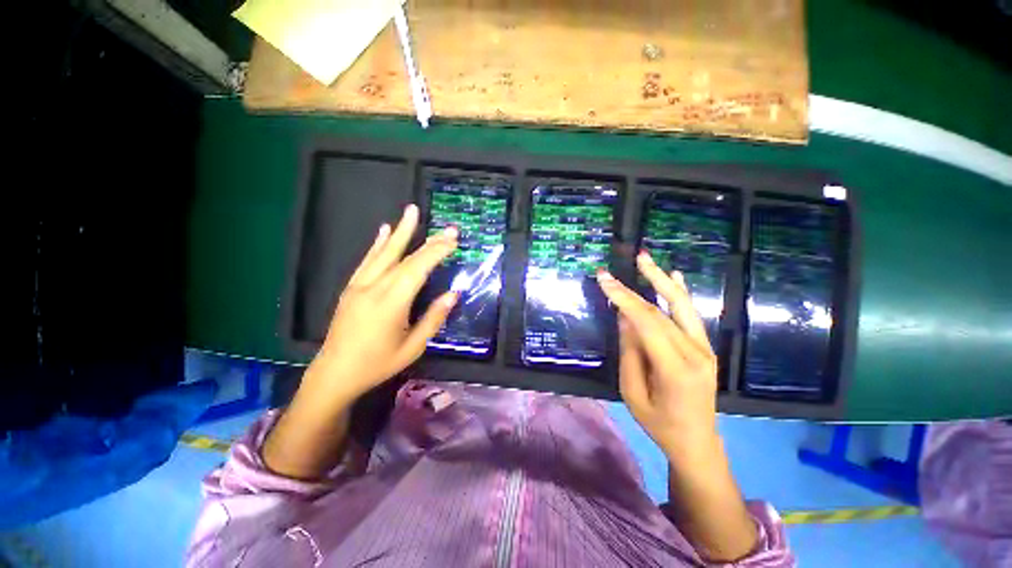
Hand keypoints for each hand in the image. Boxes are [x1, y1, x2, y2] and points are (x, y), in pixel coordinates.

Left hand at [311, 204, 458, 404]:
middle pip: (404, 258)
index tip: (453, 239)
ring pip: (384, 253)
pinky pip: (367, 260)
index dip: (436, 252)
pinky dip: (378, 244)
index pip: (417, 270)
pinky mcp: (351, 287)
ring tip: (411, 211)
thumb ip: (433, 319)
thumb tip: (453, 294)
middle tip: (447, 227)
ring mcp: (359, 285)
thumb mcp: (413, 347)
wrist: (334, 373)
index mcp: (391, 304)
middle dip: (428, 241)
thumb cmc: (377, 364)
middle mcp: (374, 288)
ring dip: (400, 231)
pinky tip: (384, 230)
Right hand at [599, 254, 757, 561]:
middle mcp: (695, 353)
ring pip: (680, 306)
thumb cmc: (659, 424)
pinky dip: (680, 293)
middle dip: (634, 288)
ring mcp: (705, 348)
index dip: (623, 298)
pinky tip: (675, 276)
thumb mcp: (633, 392)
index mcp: (676, 369)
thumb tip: (624, 317)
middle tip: (614, 269)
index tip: (604, 280)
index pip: (646, 323)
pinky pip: (691, 315)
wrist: (697, 442)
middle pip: (660, 311)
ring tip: (645, 259)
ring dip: (661, 280)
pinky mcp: (705, 347)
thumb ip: (630, 352)